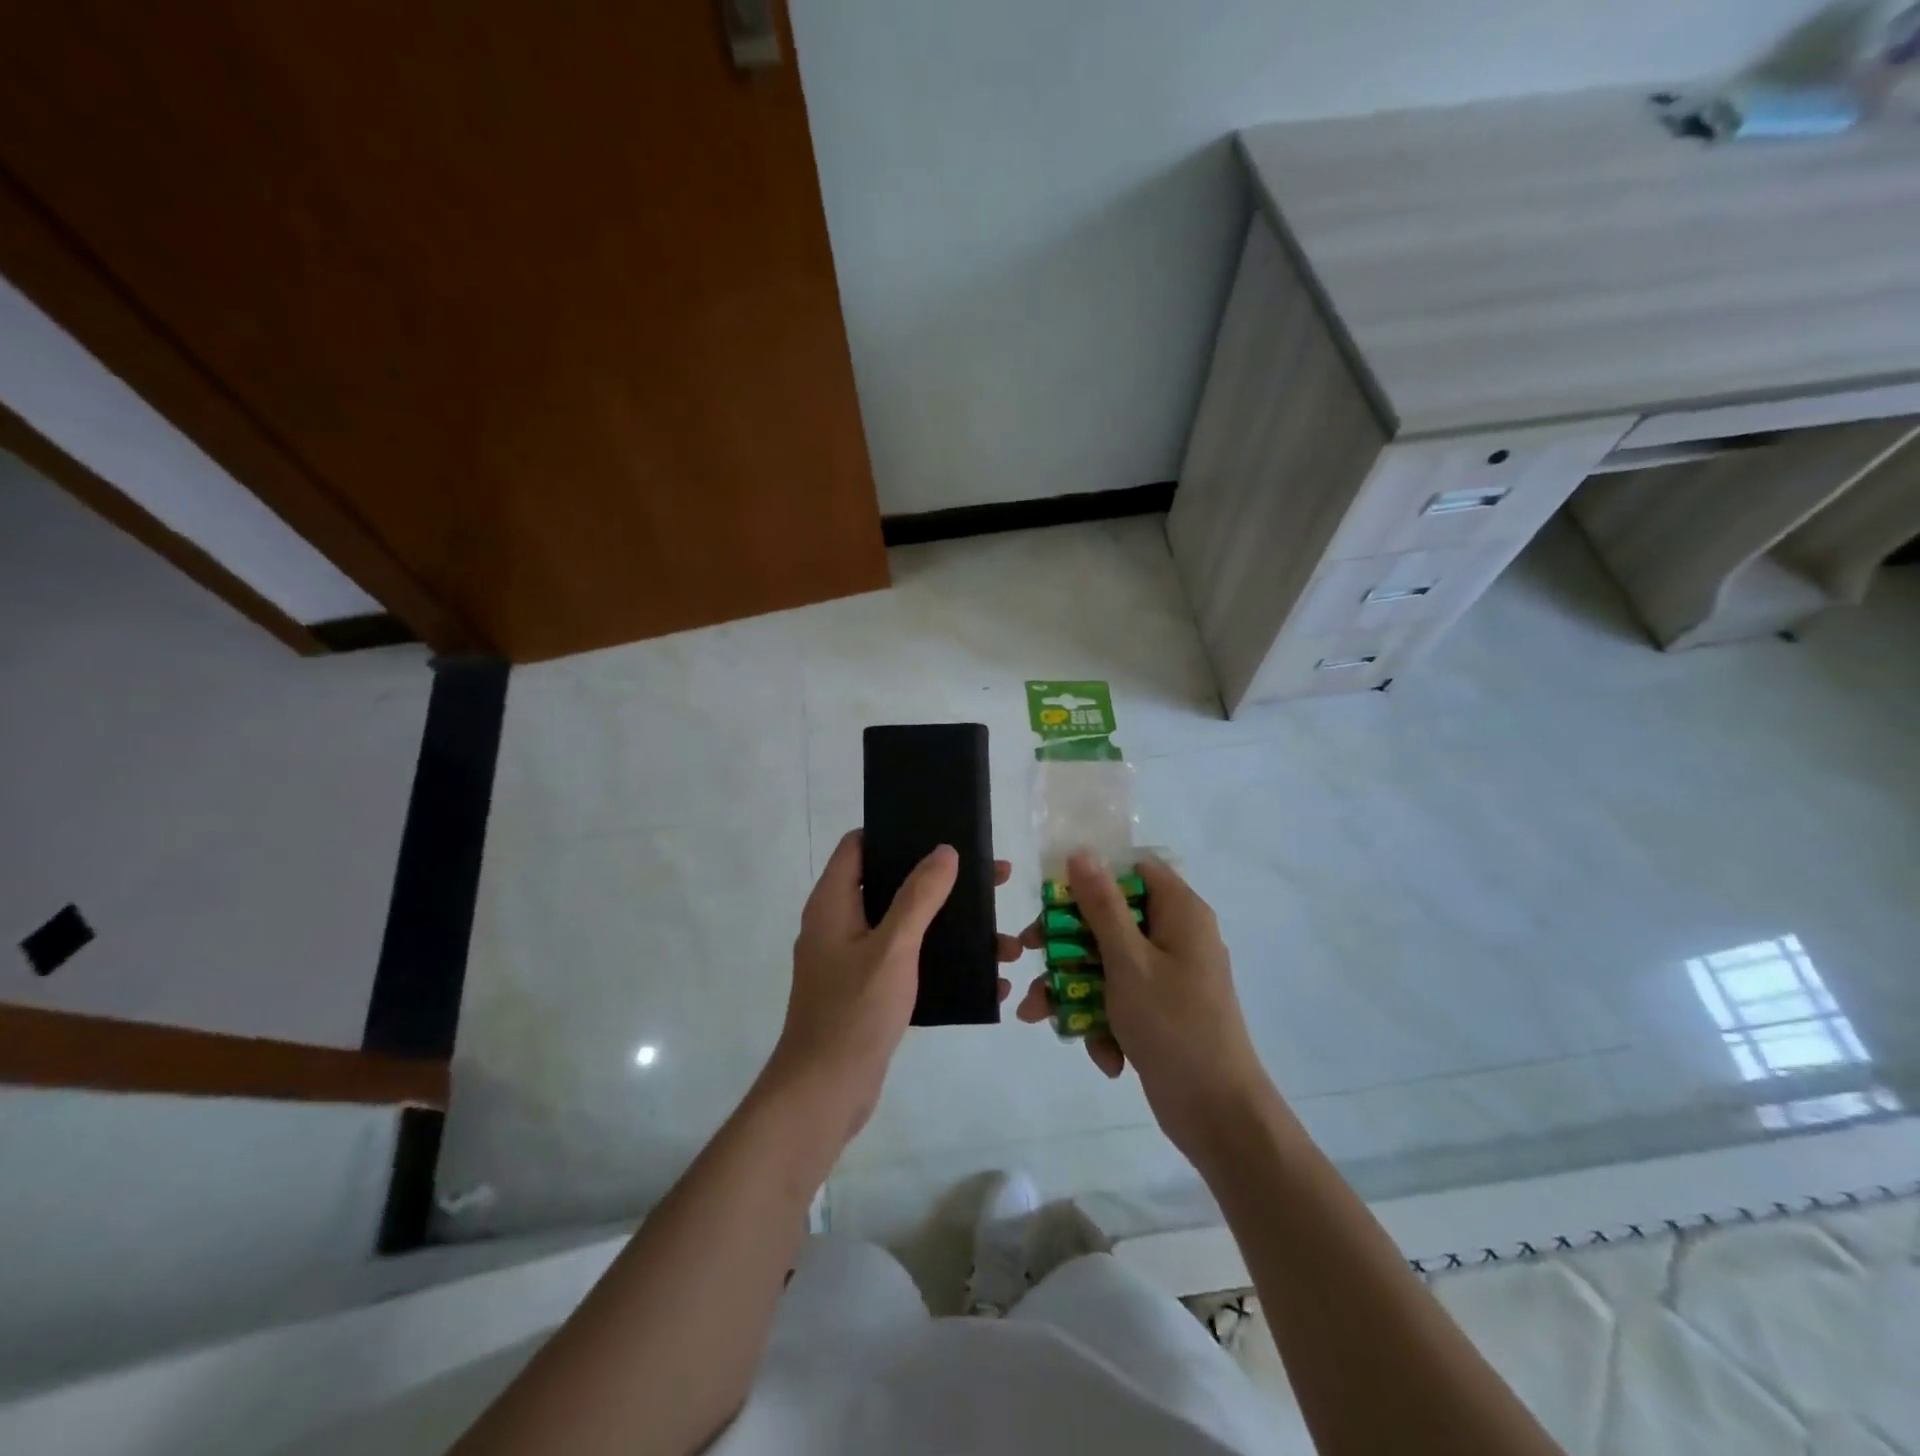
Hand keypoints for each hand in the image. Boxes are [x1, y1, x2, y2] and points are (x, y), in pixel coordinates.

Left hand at [767, 830, 1028, 1143]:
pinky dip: (942, 961)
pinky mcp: (867, 990)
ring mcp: (852, 960)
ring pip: (906, 926)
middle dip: (942, 882)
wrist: (824, 1093)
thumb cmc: (854, 1012)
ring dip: (951, 927)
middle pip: (892, 884)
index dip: (895, 832)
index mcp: (833, 903)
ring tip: (1004, 940)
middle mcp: (839, 924)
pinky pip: (909, 961)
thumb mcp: (893, 947)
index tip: (940, 830)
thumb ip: (918, 897)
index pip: (859, 846)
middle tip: (992, 880)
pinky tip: (985, 978)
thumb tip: (944, 851)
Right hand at [1015, 852, 1272, 1161]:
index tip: (1055, 896)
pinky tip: (1102, 1055)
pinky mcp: (1159, 1011)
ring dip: (1073, 989)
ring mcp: (1168, 976)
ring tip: (1037, 1015)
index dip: (1093, 876)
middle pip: (1111, 918)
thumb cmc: (1174, 1025)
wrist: (1219, 1116)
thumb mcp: (1129, 961)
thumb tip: (1082, 853)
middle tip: (1030, 952)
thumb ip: (1102, 906)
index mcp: (1180, 913)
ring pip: (1107, 963)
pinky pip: (1120, 999)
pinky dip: (1103, 1022)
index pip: (1133, 870)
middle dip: (1067, 943)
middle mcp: (1176, 937)